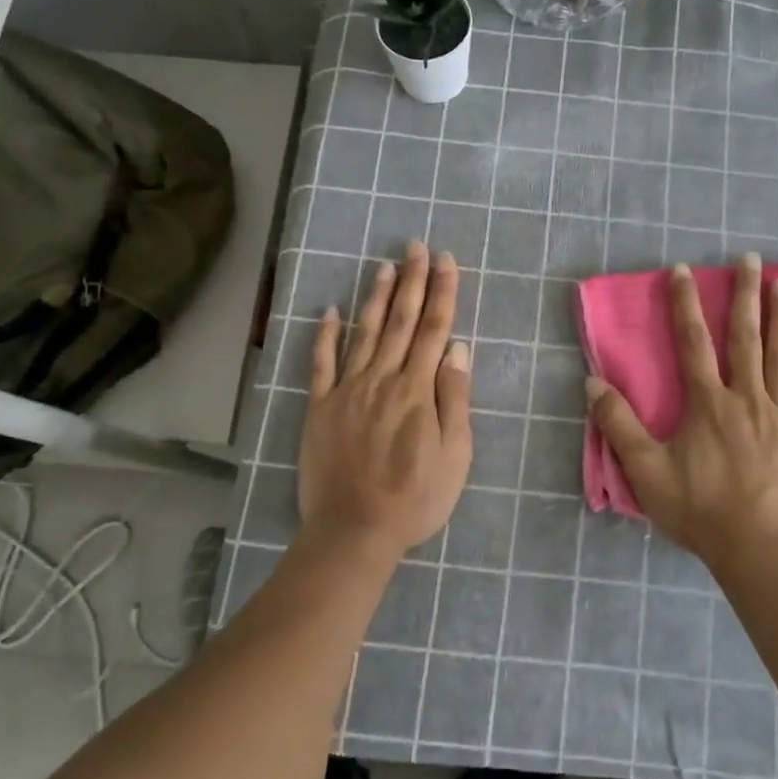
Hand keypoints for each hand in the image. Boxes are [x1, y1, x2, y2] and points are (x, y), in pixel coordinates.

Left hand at [298, 241, 472, 563]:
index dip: (442, 292)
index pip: (434, 329)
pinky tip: (328, 311)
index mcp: (417, 390)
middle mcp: (382, 379)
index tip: (446, 260)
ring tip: (384, 266)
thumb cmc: (415, 498)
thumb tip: (457, 349)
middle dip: (412, 281)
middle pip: (401, 321)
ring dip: (376, 297)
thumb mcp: (455, 455)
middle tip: (416, 246)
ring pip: (364, 333)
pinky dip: (324, 335)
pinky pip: (321, 364)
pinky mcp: (320, 408)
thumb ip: (454, 398)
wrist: (354, 531)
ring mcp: (347, 391)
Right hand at [585, 254, 777, 572]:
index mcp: (708, 403)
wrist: (758, 549)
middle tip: (749, 258)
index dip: (685, 303)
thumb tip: (593, 382)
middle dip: (744, 295)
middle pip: (745, 337)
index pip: (693, 342)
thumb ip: (619, 425)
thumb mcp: (647, 471)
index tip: (683, 270)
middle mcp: (747, 397)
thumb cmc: (700, 510)